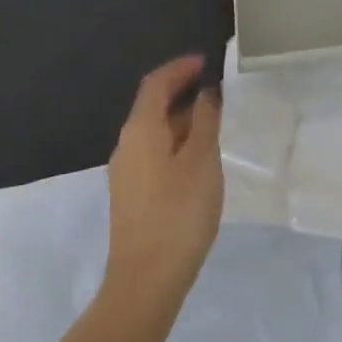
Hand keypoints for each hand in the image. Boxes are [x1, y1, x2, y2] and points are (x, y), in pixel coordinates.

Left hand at [103, 55, 223, 310]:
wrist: (146, 280)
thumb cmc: (178, 213)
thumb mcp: (202, 161)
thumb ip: (205, 121)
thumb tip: (205, 94)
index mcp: (141, 130)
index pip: (156, 84)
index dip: (180, 68)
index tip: (206, 61)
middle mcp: (126, 145)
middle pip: (152, 106)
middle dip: (182, 92)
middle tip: (216, 90)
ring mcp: (125, 172)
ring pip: (154, 132)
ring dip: (181, 119)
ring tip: (214, 122)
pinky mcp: (131, 195)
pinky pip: (154, 153)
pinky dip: (176, 142)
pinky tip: (199, 158)